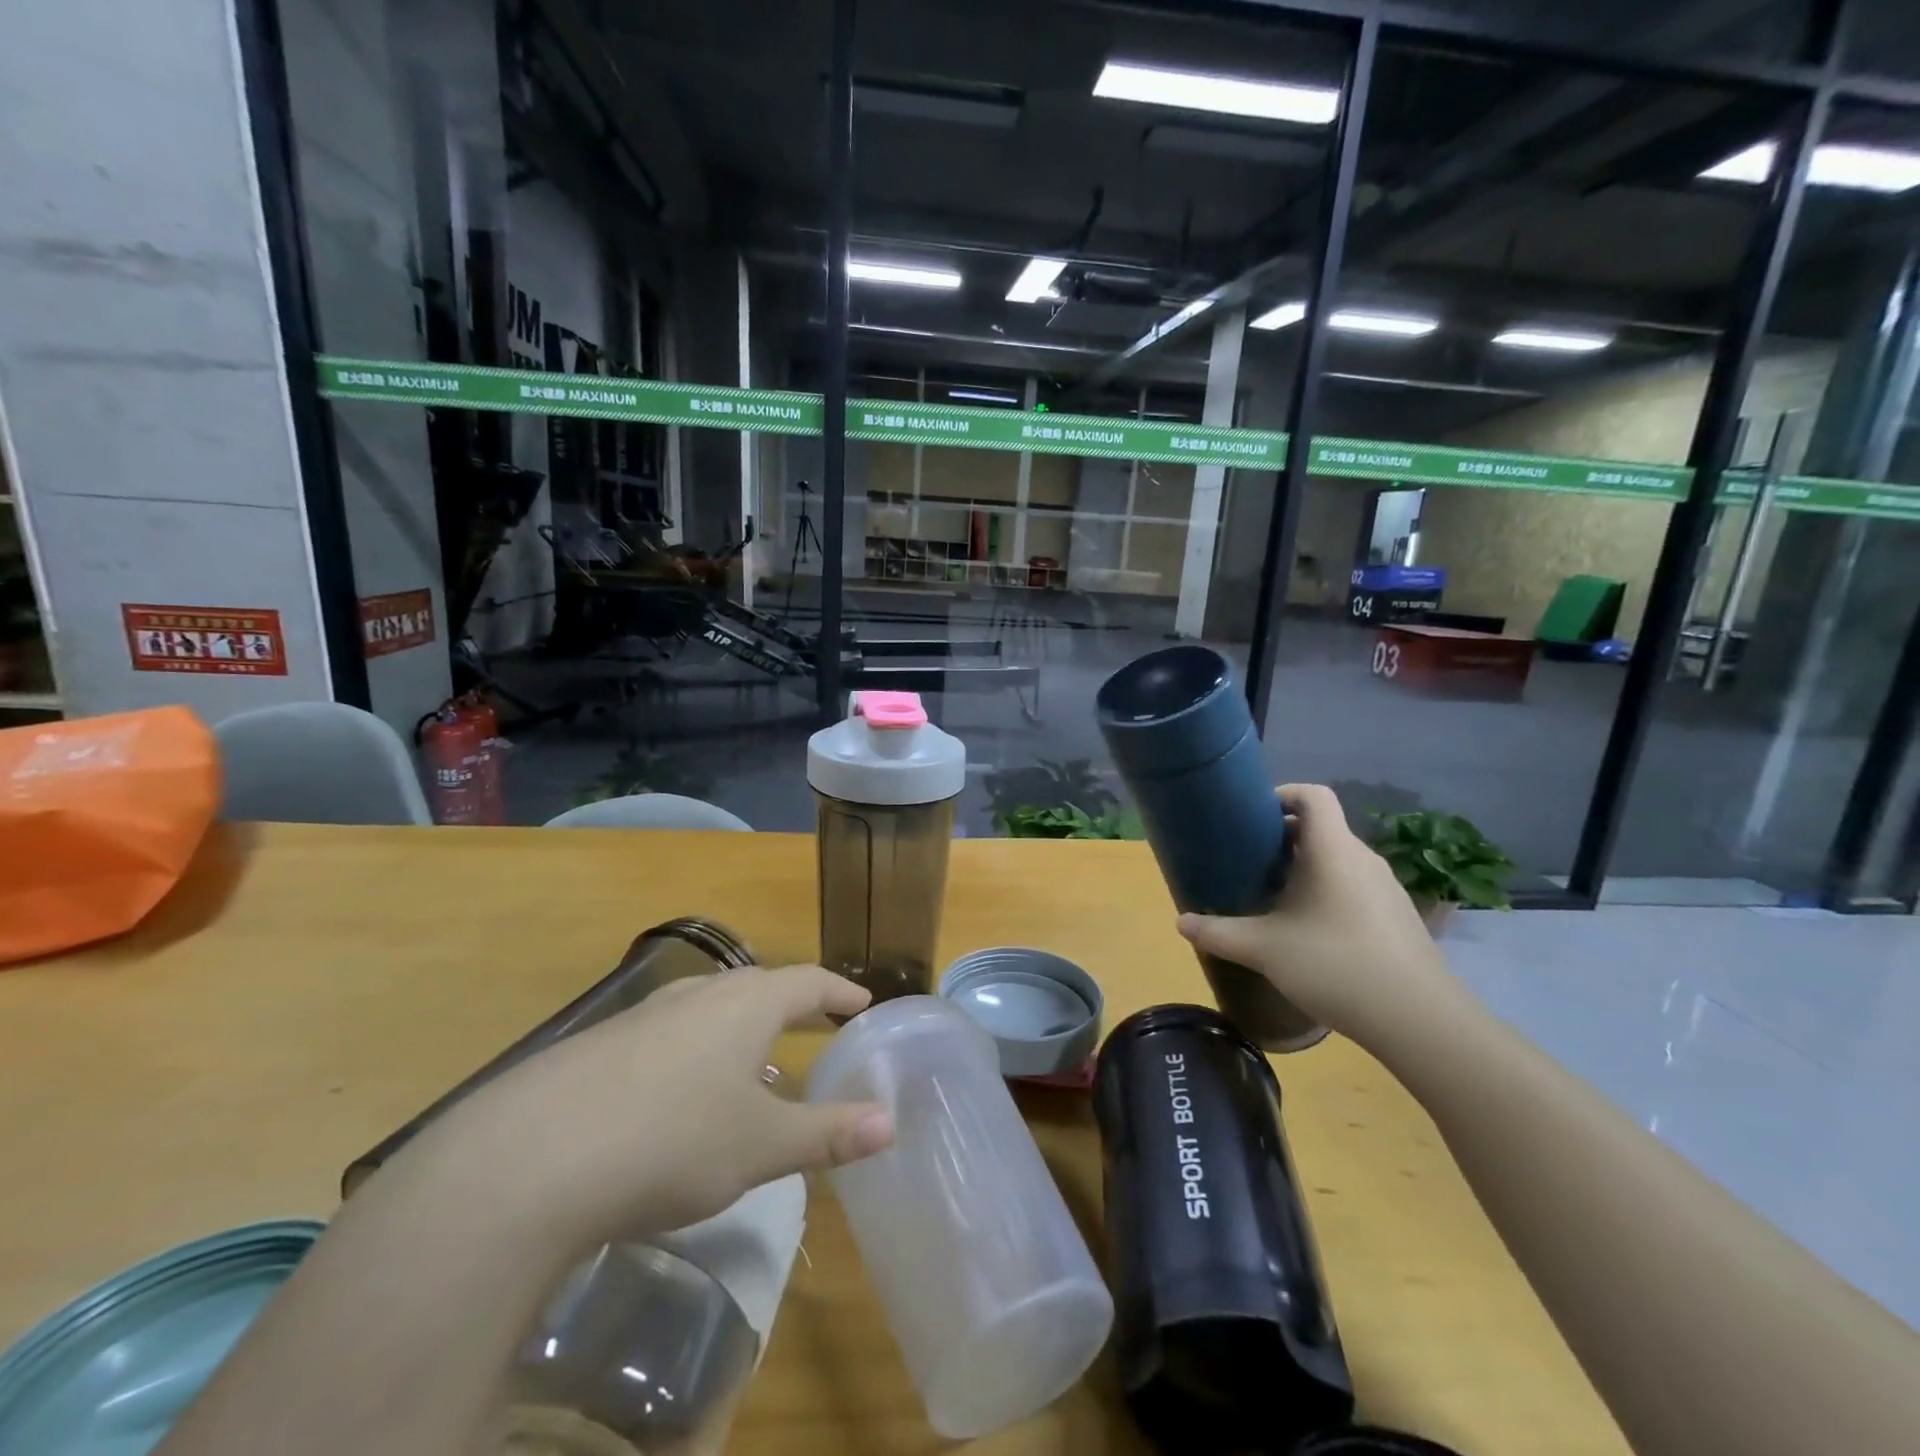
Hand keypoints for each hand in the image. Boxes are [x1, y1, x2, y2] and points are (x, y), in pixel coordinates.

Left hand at [409, 965, 893, 1249]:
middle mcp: (697, 995)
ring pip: (708, 1011)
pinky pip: (667, 1037)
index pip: (808, 981)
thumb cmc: (672, 1140)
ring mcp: (642, 1017)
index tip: (861, 1002)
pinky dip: (695, 1055)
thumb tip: (891, 1123)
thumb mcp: (761, 1145)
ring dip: (741, 1032)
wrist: (527, 1160)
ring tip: (756, 1067)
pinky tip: (681, 1099)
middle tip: (817, 1025)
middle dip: (792, 1006)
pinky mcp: (597, 1047)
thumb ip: (828, 1133)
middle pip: (758, 987)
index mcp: (745, 1004)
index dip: (839, 992)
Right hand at [1177, 784, 1465, 1054]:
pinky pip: (1352, 885)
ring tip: (1271, 896)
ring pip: (1336, 859)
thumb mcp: (1265, 949)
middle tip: (1246, 862)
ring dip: (1303, 867)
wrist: (1420, 1020)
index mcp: (1333, 850)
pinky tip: (1307, 930)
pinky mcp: (1395, 916)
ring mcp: (1384, 888)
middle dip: (1280, 838)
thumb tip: (1180, 923)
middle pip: (1320, 828)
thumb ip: (1219, 932)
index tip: (1251, 817)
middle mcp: (1362, 858)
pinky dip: (1325, 891)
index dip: (1281, 794)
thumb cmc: (1337, 966)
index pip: (1312, 795)